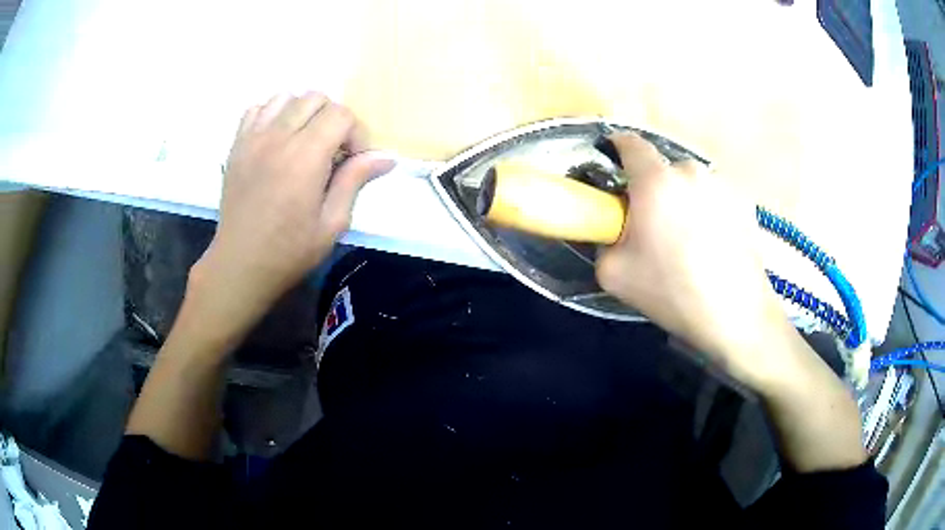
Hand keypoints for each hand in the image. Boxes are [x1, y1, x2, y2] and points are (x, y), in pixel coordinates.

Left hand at [187, 92, 393, 351]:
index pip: (341, 114)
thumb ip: (354, 181)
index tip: (354, 161)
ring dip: (303, 112)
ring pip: (286, 96)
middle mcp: (278, 137)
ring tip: (305, 140)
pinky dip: (274, 113)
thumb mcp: (332, 224)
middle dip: (333, 118)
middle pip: (315, 98)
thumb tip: (385, 157)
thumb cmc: (288, 252)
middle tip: (332, 151)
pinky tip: (278, 137)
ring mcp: (253, 138)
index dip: (356, 133)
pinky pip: (258, 108)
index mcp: (305, 157)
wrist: (240, 264)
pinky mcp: (237, 144)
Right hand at [596, 133, 794, 388]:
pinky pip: (714, 200)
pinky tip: (712, 249)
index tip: (613, 167)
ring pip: (690, 185)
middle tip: (653, 228)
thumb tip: (616, 230)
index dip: (617, 149)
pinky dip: (707, 214)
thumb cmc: (672, 292)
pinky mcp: (744, 203)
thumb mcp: (613, 274)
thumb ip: (604, 240)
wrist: (735, 316)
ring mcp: (722, 185)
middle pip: (662, 169)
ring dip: (682, 202)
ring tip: (689, 244)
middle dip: (652, 190)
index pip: (630, 143)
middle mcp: (691, 171)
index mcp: (656, 181)